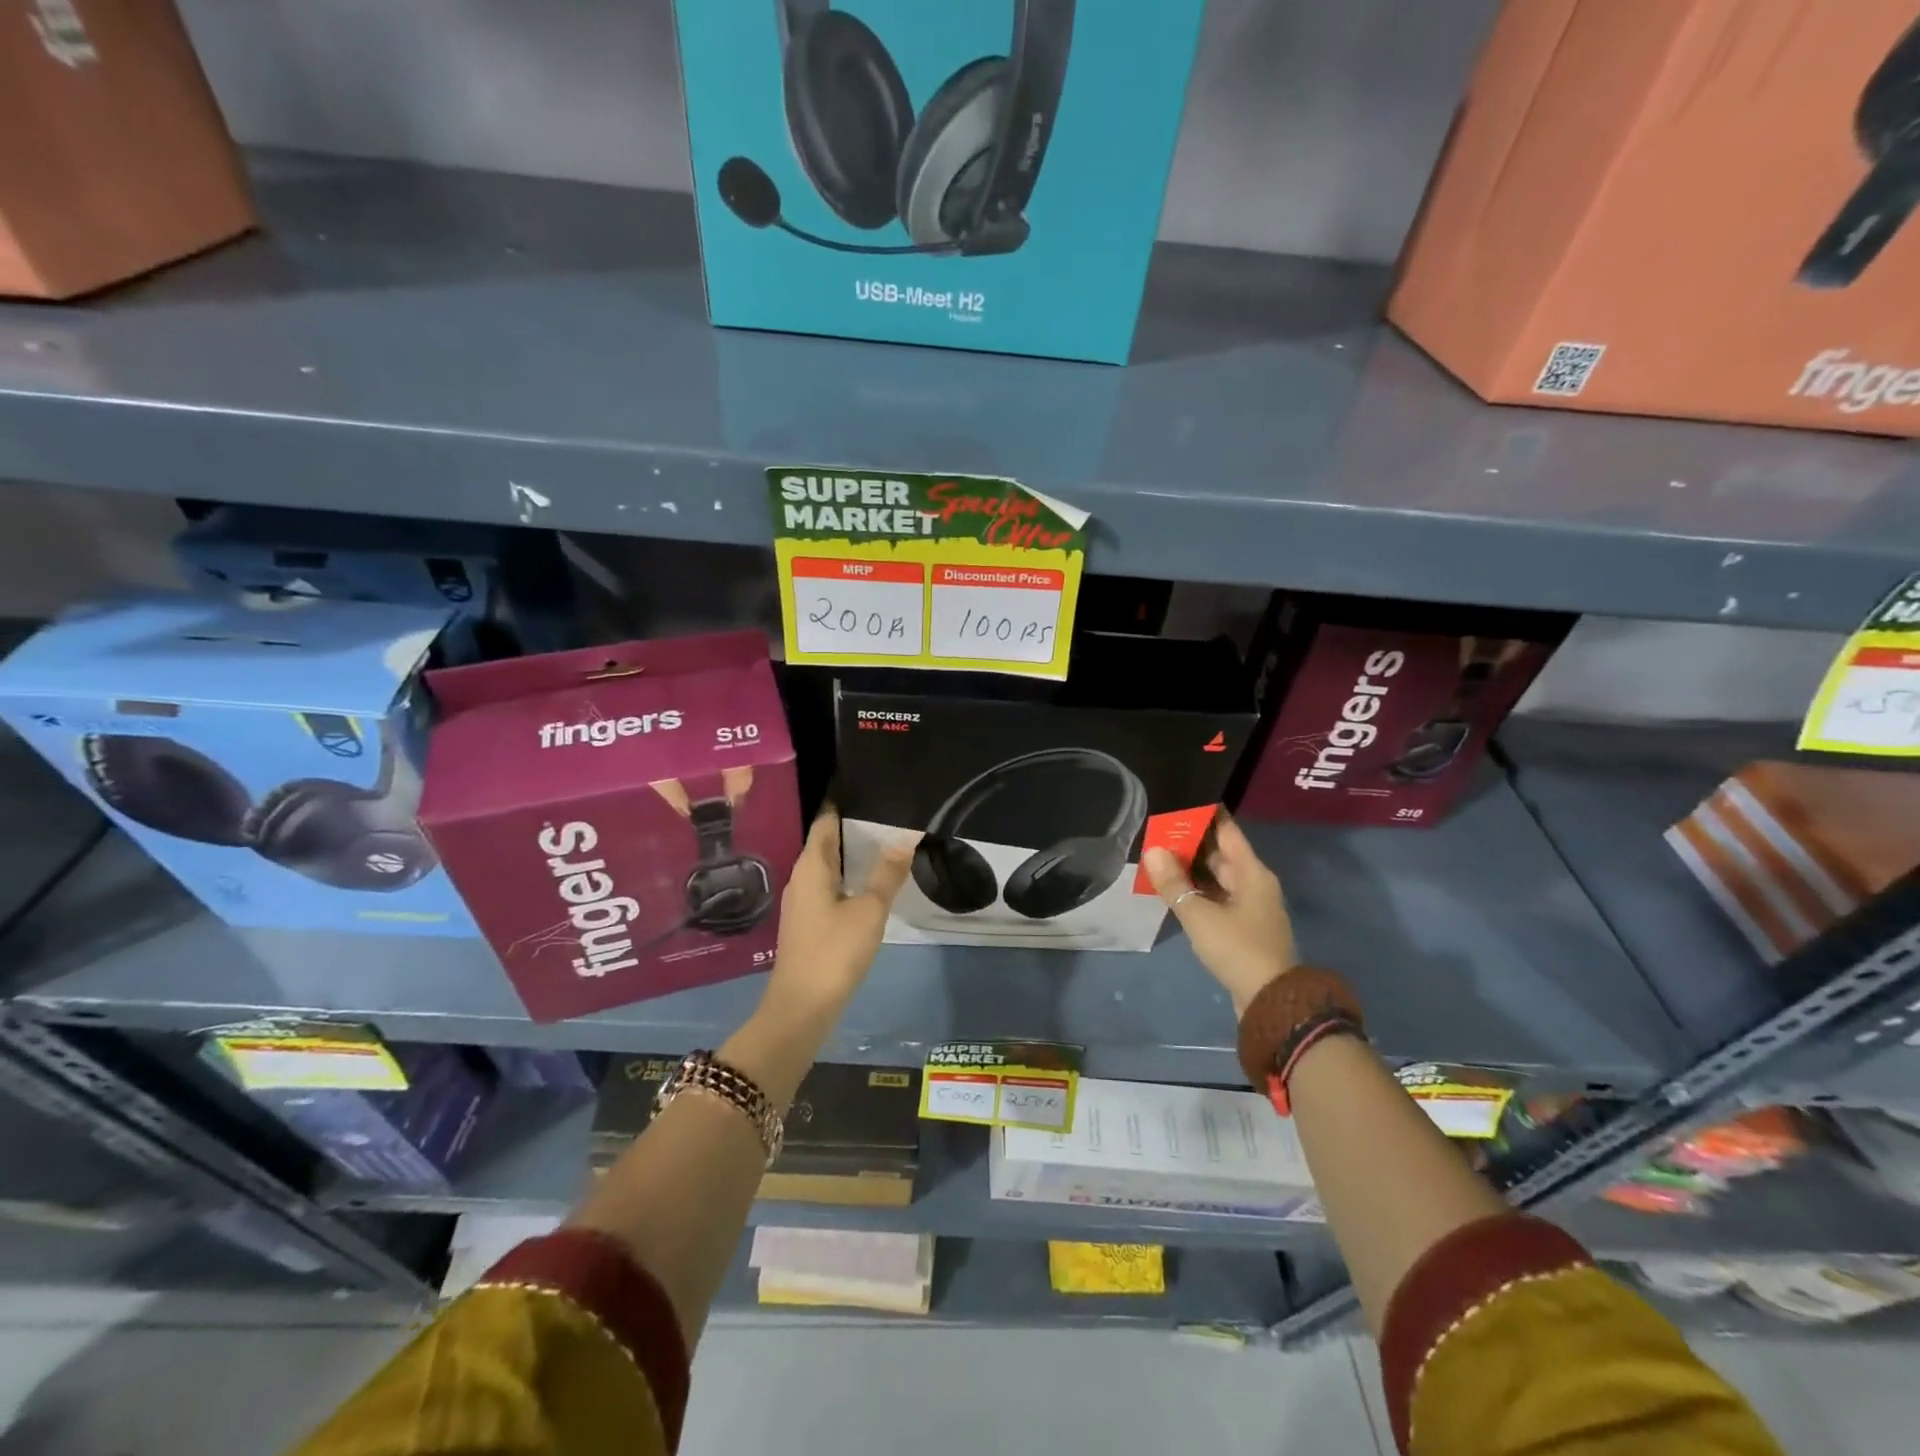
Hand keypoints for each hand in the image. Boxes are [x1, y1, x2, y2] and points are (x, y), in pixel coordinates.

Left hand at [763, 809, 912, 1021]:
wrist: (802, 1008)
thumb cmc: (834, 951)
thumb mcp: (869, 910)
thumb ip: (888, 873)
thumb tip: (906, 835)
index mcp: (811, 866)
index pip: (825, 821)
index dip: (844, 803)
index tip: (870, 788)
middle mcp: (801, 877)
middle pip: (826, 841)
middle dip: (855, 827)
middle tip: (890, 813)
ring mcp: (802, 901)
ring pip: (829, 866)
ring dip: (853, 855)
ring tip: (888, 842)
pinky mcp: (808, 922)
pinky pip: (829, 886)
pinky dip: (849, 878)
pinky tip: (872, 883)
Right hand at [1144, 815, 1299, 1016]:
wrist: (1270, 1000)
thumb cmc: (1237, 948)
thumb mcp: (1199, 915)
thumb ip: (1174, 883)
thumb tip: (1153, 851)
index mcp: (1252, 873)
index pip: (1228, 832)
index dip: (1205, 817)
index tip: (1181, 804)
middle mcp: (1254, 884)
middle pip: (1221, 855)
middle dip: (1191, 844)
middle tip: (1158, 832)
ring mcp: (1251, 907)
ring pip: (1218, 879)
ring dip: (1192, 870)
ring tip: (1160, 858)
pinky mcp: (1244, 928)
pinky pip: (1218, 898)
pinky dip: (1198, 891)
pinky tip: (1175, 891)